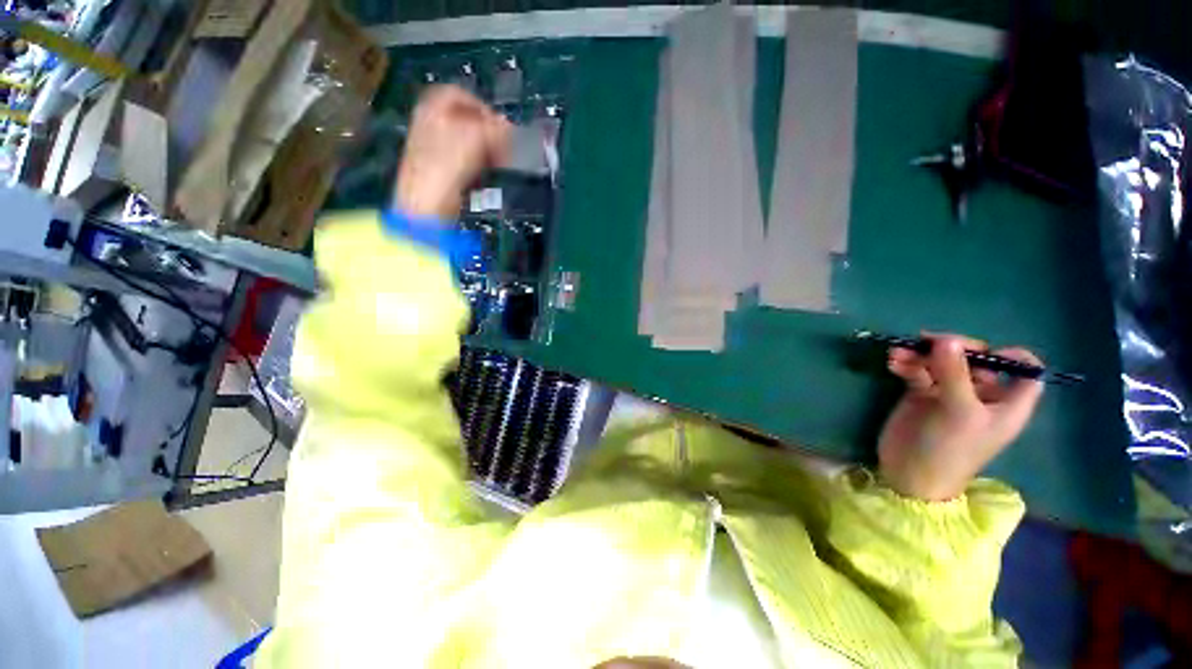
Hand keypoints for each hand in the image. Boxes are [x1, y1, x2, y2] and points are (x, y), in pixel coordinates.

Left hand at [395, 85, 511, 218]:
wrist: (427, 204)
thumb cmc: (448, 164)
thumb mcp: (476, 137)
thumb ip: (495, 129)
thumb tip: (510, 129)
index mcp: (431, 107)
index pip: (460, 95)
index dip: (483, 107)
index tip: (501, 126)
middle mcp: (429, 124)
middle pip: (464, 120)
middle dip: (487, 132)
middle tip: (505, 147)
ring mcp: (433, 149)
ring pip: (466, 142)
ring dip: (486, 151)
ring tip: (499, 164)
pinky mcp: (439, 172)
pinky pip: (463, 161)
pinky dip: (477, 165)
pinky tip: (486, 176)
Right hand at [877, 333, 1044, 501]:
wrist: (909, 474)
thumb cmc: (948, 449)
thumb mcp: (958, 411)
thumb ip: (953, 373)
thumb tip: (946, 338)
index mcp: (1006, 403)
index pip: (1024, 371)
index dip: (1012, 357)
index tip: (986, 352)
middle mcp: (981, 394)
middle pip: (976, 359)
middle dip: (952, 348)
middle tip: (927, 343)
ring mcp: (949, 393)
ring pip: (942, 362)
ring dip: (920, 354)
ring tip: (898, 353)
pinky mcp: (921, 394)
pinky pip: (917, 370)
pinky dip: (906, 364)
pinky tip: (892, 363)